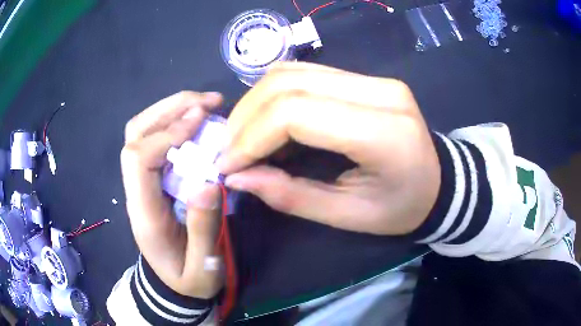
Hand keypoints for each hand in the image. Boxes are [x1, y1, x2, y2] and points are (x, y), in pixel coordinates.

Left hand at [121, 91, 223, 297]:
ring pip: (142, 131)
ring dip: (171, 109)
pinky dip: (175, 122)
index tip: (201, 121)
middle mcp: (136, 190)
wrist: (174, 287)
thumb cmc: (189, 281)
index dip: (166, 133)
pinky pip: (155, 140)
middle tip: (208, 101)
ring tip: (206, 104)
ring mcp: (142, 182)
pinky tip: (198, 120)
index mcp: (144, 213)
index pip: (137, 158)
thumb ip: (204, 230)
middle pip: (135, 134)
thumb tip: (209, 183)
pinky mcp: (152, 179)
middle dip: (169, 109)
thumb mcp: (203, 268)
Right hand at [218, 63, 439, 234]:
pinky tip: (266, 121)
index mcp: (384, 131)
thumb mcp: (349, 216)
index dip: (251, 137)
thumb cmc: (402, 208)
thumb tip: (237, 177)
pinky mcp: (365, 77)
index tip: (229, 166)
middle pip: (288, 84)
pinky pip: (305, 72)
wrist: (439, 182)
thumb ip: (291, 195)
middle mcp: (378, 91)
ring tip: (242, 138)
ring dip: (255, 103)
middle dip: (245, 119)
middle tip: (230, 153)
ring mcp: (373, 78)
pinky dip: (274, 94)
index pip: (296, 113)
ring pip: (292, 72)